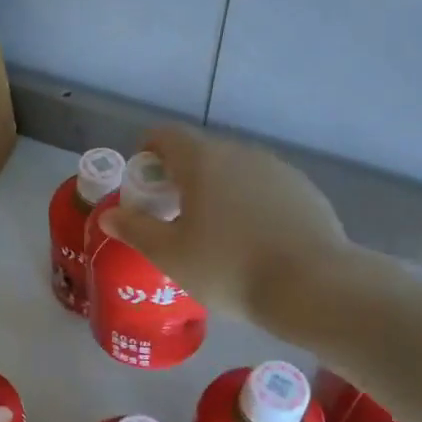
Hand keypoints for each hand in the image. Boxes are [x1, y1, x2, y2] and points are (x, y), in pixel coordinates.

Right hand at [99, 125, 372, 335]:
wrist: (313, 286)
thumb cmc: (228, 267)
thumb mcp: (170, 255)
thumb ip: (135, 229)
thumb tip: (108, 215)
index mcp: (202, 160)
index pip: (164, 135)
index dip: (146, 154)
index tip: (143, 187)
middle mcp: (240, 153)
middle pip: (199, 152)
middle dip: (180, 177)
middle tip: (172, 218)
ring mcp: (276, 169)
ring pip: (234, 170)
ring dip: (216, 190)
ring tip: (214, 234)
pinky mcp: (304, 190)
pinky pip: (263, 187)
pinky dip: (249, 203)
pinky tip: (253, 241)